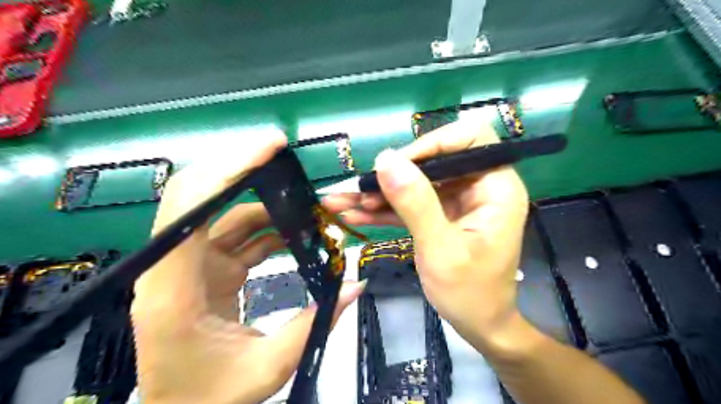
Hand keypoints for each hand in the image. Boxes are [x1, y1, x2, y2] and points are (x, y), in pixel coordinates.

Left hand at [131, 134, 366, 403]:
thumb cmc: (211, 396)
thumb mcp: (268, 367)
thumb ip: (315, 324)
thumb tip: (356, 284)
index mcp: (174, 289)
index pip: (189, 206)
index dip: (227, 168)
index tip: (270, 148)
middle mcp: (173, 265)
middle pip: (200, 193)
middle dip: (244, 167)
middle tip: (285, 154)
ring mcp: (191, 263)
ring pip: (225, 210)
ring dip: (267, 200)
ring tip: (308, 201)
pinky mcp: (208, 266)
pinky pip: (238, 232)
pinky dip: (269, 225)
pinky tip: (297, 227)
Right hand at [324, 118, 528, 351]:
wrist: (479, 326)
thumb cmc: (470, 293)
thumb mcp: (440, 249)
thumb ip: (415, 203)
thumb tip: (386, 159)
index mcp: (496, 187)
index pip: (469, 139)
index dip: (432, 144)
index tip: (397, 165)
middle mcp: (478, 187)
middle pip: (433, 161)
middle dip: (393, 175)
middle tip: (358, 188)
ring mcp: (457, 201)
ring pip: (415, 183)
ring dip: (379, 194)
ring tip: (340, 201)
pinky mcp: (440, 215)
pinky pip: (411, 204)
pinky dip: (384, 209)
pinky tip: (354, 213)